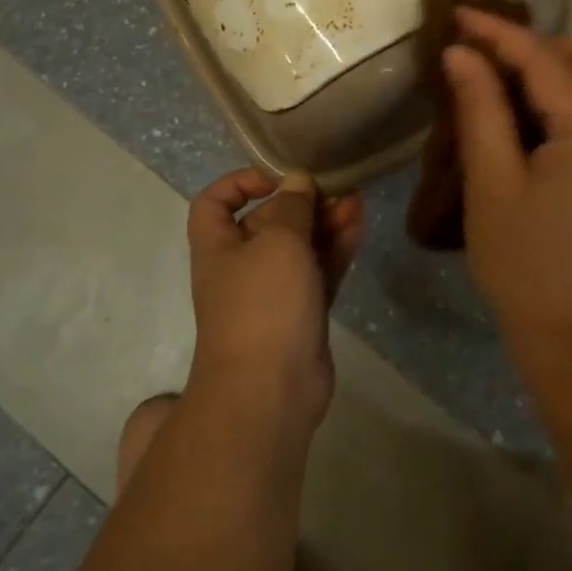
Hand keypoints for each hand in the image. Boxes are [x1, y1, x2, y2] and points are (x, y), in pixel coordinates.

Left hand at [184, 168, 365, 436]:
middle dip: (300, 202)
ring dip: (325, 223)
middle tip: (335, 187)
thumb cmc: (262, 305)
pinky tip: (358, 228)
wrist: (269, 392)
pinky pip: (318, 273)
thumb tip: (296, 181)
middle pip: (267, 222)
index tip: (276, 178)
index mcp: (217, 248)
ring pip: (299, 248)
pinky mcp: (302, 316)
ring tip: (356, 202)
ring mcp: (273, 294)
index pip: (213, 204)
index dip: (239, 183)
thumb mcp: (276, 242)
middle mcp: (241, 268)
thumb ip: (291, 207)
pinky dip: (335, 250)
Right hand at [443, 10, 571, 351]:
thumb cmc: (522, 261)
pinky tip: (531, 119)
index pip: (546, 61)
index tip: (460, 15)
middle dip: (548, 46)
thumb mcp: (491, 182)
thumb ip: (480, 109)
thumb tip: (461, 54)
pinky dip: (570, 99)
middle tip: (497, 60)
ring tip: (507, 85)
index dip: (500, 34)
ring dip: (561, 70)